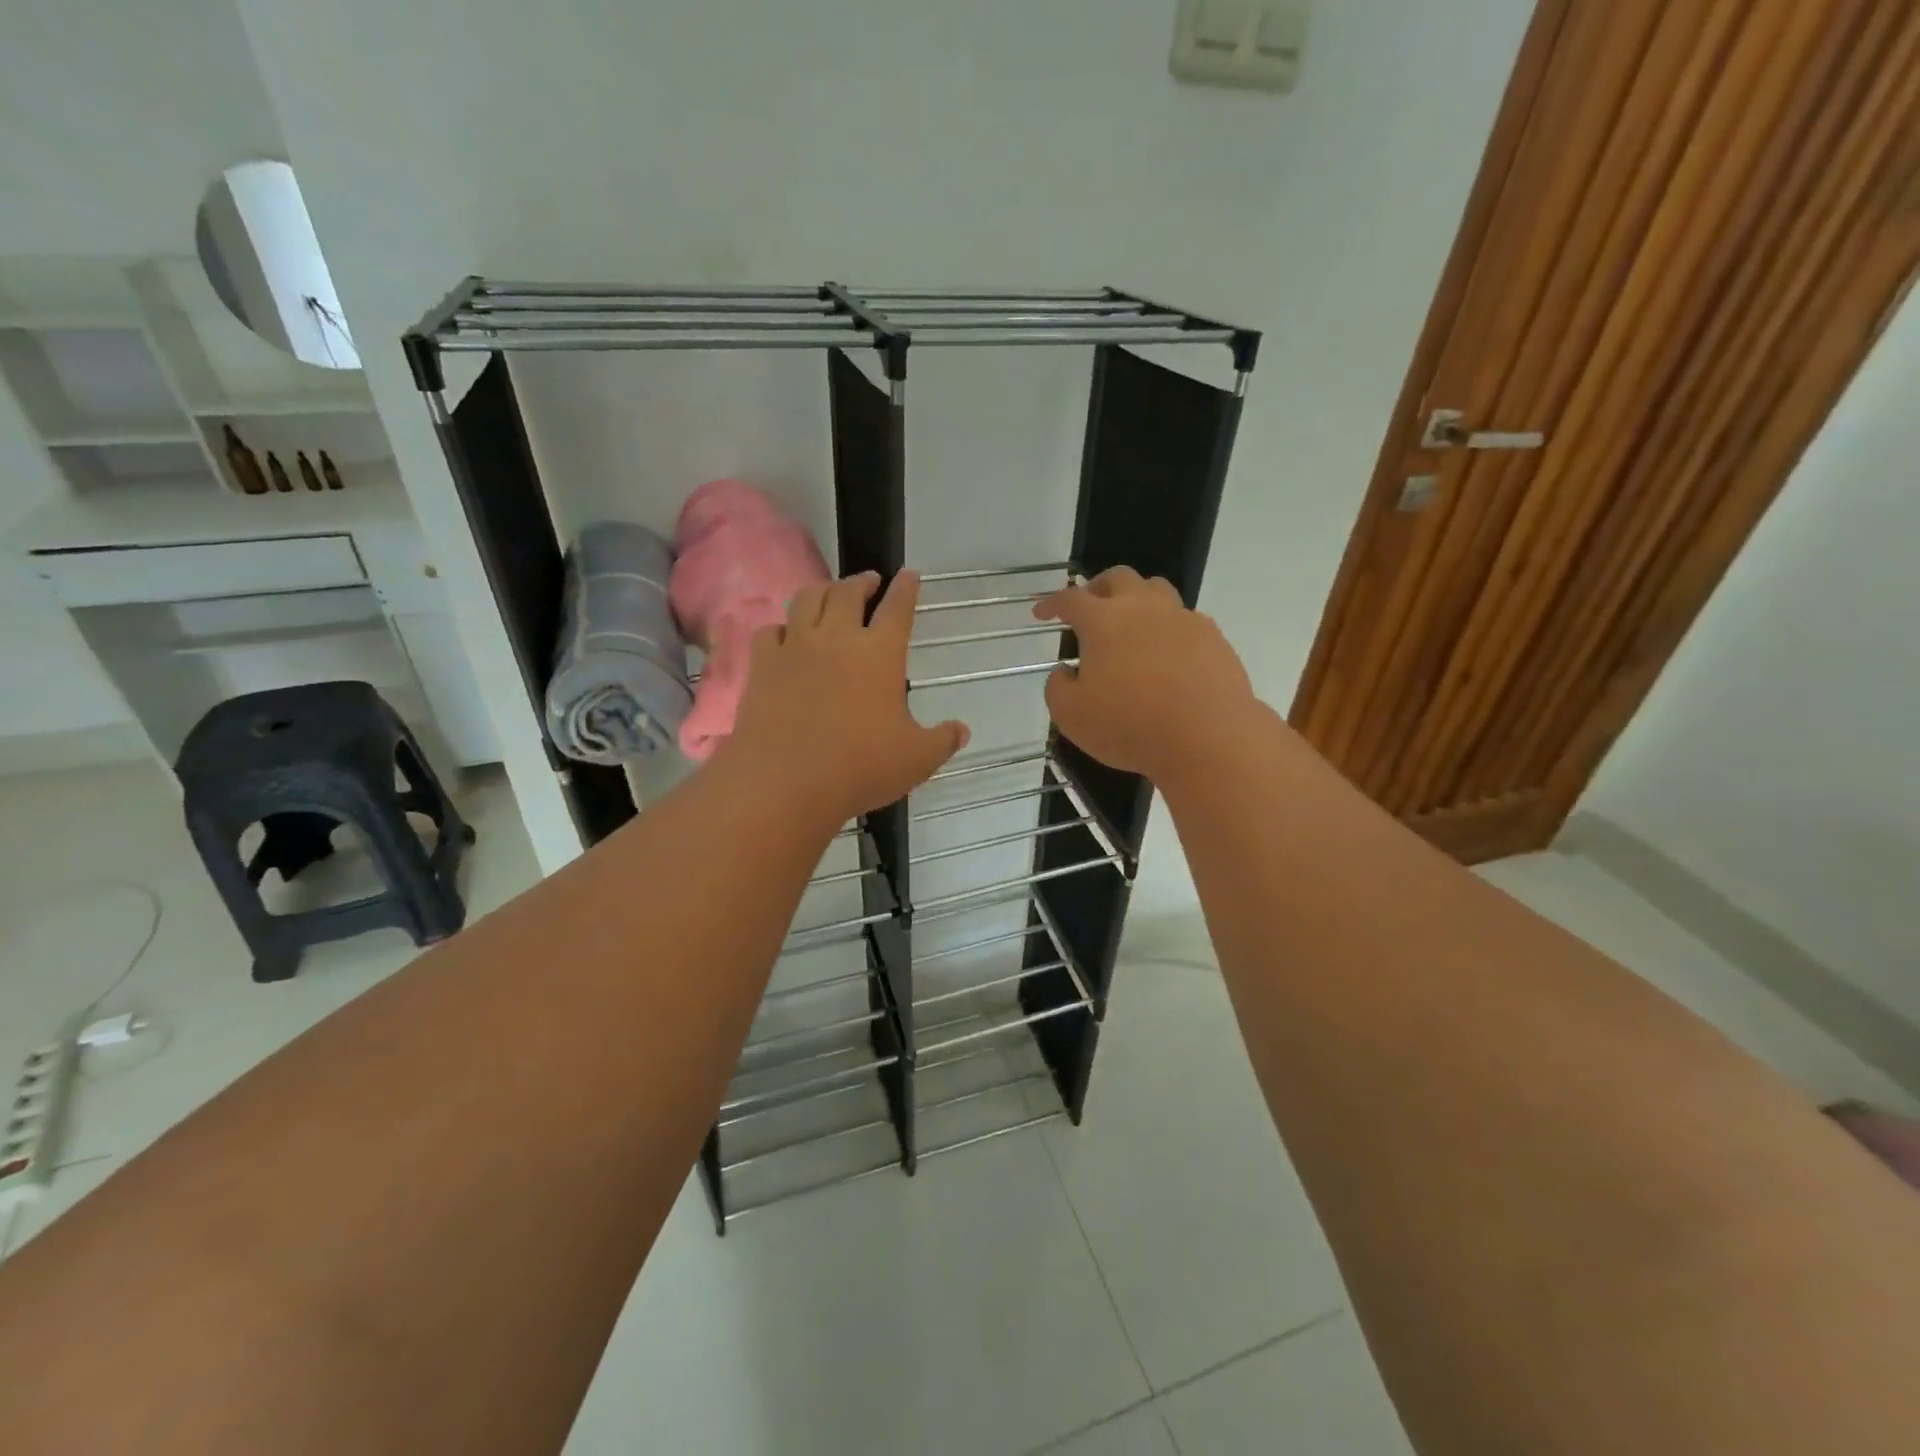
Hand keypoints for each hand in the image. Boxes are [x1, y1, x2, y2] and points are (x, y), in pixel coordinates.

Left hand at [724, 571, 968, 824]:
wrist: (785, 782)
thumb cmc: (860, 767)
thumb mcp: (917, 759)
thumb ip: (942, 741)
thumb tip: (961, 731)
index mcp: (880, 653)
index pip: (897, 608)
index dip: (906, 588)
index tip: (909, 575)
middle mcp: (836, 638)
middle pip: (847, 592)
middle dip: (862, 581)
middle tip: (869, 582)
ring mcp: (795, 648)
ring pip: (806, 599)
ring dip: (822, 590)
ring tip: (828, 595)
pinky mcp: (762, 665)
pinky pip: (770, 631)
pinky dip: (781, 627)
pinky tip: (785, 636)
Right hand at [1035, 566, 1257, 782]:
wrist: (1208, 737)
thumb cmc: (1129, 725)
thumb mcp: (1071, 716)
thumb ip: (1057, 688)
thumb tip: (1064, 672)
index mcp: (1104, 621)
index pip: (1071, 599)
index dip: (1052, 603)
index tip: (1042, 613)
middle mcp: (1143, 608)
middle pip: (1118, 578)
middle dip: (1097, 587)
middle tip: (1089, 608)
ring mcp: (1183, 619)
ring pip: (1156, 590)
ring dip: (1137, 599)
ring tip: (1131, 623)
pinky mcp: (1213, 638)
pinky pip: (1185, 620)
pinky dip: (1168, 628)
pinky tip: (1166, 653)